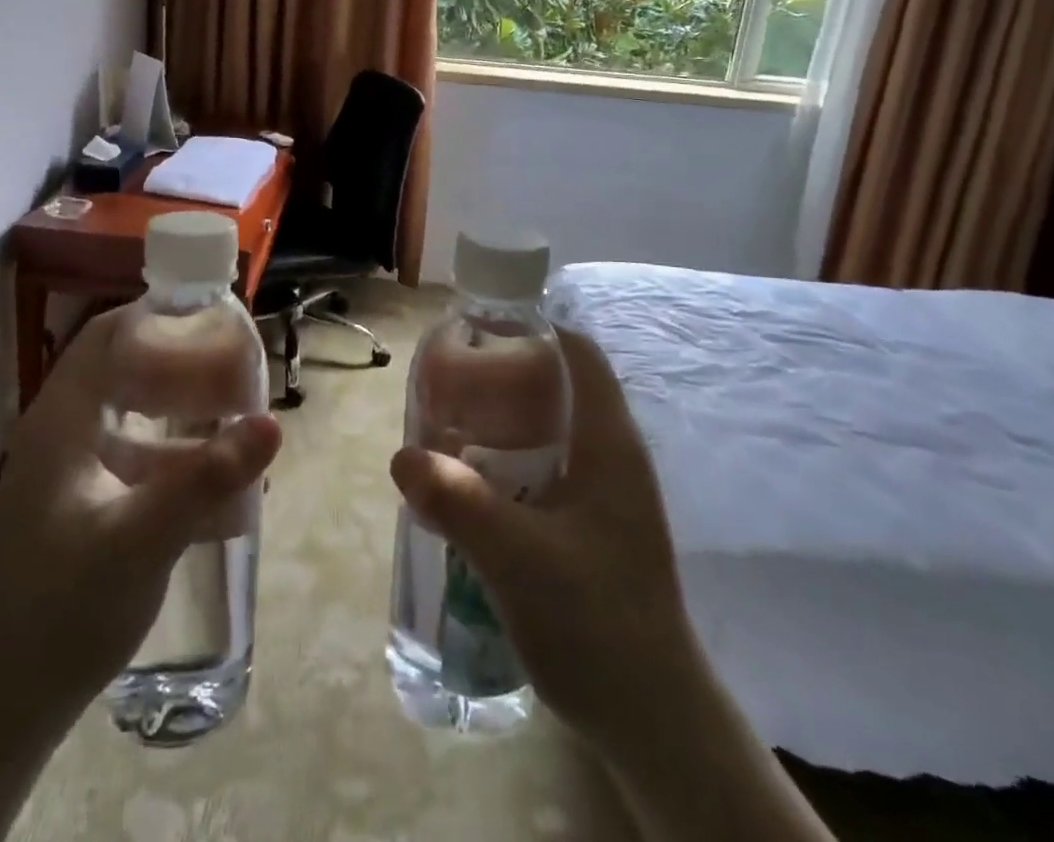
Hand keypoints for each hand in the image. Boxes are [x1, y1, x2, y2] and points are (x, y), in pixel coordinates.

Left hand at [0, 310, 279, 841]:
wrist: (8, 702)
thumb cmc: (63, 609)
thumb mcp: (141, 541)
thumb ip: (207, 480)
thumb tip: (273, 423)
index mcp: (63, 419)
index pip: (107, 335)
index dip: (157, 315)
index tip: (213, 315)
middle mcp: (65, 430)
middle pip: (125, 366)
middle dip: (180, 359)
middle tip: (236, 363)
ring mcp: (74, 466)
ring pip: (133, 410)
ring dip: (181, 405)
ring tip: (237, 410)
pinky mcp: (87, 499)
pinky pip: (137, 451)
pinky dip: (175, 448)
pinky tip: (215, 474)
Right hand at [389, 326, 693, 744]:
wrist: (653, 724)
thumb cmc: (598, 626)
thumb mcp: (519, 560)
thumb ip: (459, 503)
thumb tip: (401, 455)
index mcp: (609, 443)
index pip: (578, 354)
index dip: (532, 329)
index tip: (475, 333)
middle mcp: (611, 457)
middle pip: (555, 388)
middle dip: (499, 380)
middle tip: (444, 391)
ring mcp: (603, 495)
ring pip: (546, 433)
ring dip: (497, 428)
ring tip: (444, 436)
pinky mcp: (590, 528)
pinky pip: (542, 472)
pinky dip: (505, 466)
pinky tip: (468, 490)